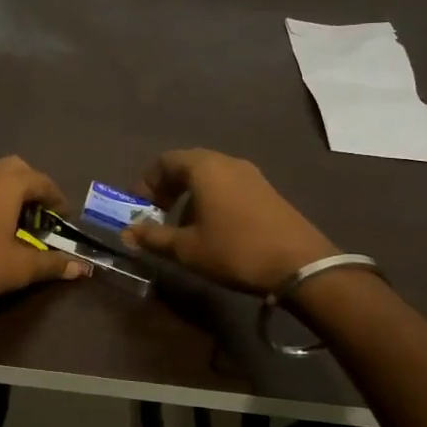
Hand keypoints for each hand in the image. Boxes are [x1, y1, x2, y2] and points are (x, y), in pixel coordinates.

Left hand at [0, 156, 90, 309]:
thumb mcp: (21, 267)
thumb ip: (52, 264)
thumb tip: (82, 268)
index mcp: (9, 184)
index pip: (42, 181)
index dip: (57, 198)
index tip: (64, 218)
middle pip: (17, 168)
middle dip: (33, 186)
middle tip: (41, 213)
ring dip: (11, 190)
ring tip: (19, 219)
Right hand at [121, 149, 337, 295]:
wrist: (300, 265)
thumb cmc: (235, 250)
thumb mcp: (187, 248)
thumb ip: (154, 237)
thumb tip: (127, 233)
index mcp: (204, 168)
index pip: (165, 161)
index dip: (146, 182)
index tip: (138, 207)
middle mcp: (227, 162)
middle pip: (187, 165)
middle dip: (167, 189)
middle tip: (157, 215)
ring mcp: (251, 175)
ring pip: (209, 176)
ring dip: (189, 196)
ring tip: (183, 227)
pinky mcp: (266, 191)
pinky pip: (228, 185)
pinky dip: (211, 199)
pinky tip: (212, 229)